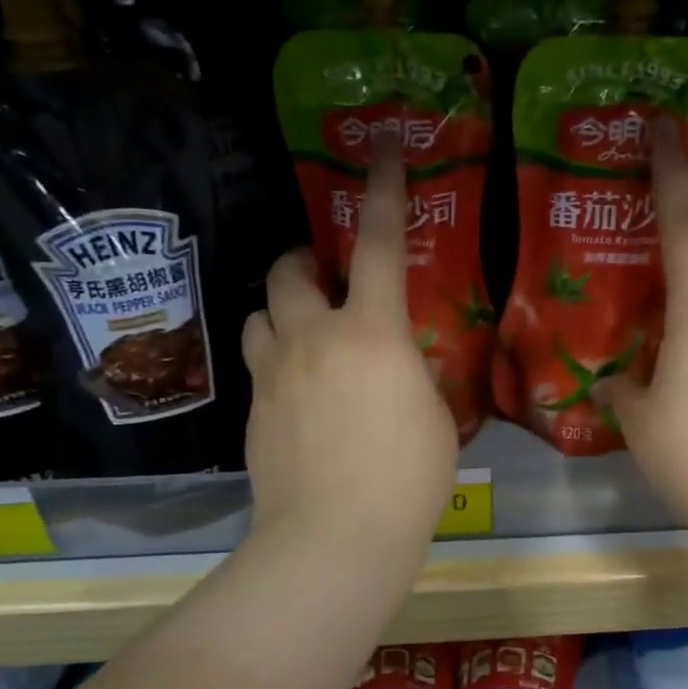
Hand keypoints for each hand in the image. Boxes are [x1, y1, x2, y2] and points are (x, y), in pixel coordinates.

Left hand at [241, 144, 456, 568]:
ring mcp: (273, 374)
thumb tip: (398, 365)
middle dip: (305, 259)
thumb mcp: (434, 417)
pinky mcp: (252, 411)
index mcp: (372, 333)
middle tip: (325, 275)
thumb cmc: (406, 479)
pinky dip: (279, 360)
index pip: (379, 244)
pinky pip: (260, 363)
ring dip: (282, 310)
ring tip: (306, 333)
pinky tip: (302, 395)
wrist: (333, 540)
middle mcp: (313, 338)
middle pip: (290, 270)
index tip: (383, 148)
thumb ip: (413, 375)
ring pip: (260, 314)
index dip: (383, 190)